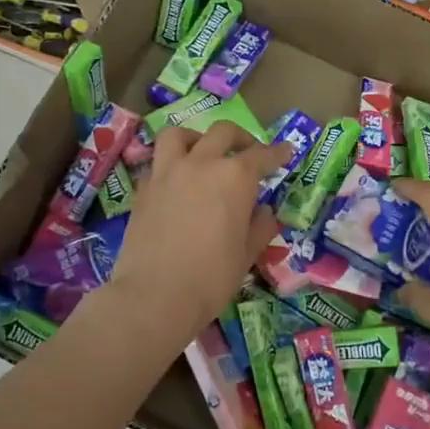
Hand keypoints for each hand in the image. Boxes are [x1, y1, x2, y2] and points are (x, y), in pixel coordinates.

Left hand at [96, 122, 285, 350]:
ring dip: (196, 138)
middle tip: (248, 152)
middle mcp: (201, 164)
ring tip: (203, 153)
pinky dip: (171, 165)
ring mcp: (167, 173)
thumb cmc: (211, 278)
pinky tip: (177, 183)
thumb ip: (260, 227)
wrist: (155, 295)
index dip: (277, 153)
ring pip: (179, 135)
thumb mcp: (246, 255)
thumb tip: (265, 212)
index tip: (286, 151)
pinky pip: (158, 163)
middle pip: (222, 133)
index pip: (262, 155)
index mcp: (234, 178)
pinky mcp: (143, 189)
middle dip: (240, 138)